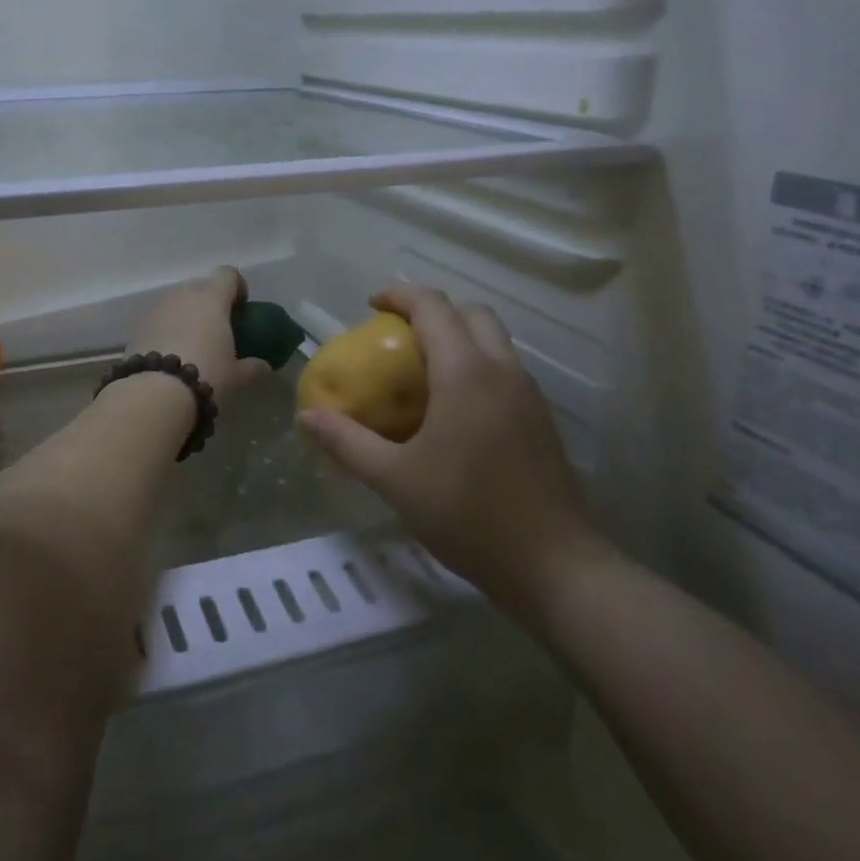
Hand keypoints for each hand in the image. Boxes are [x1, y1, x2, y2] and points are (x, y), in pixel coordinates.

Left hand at [126, 267, 273, 402]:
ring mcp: (157, 308)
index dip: (237, 287)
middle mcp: (183, 295)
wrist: (154, 394)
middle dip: (209, 303)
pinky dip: (166, 329)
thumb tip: (264, 366)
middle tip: (216, 329)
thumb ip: (253, 367)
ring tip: (191, 344)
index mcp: (212, 299)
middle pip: (200, 287)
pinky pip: (158, 319)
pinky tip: (169, 354)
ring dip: (185, 315)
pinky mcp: (136, 326)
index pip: (228, 274)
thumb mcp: (236, 376)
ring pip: (176, 302)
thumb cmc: (206, 377)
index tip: (240, 308)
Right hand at [297, 283, 605, 600]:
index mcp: (465, 373)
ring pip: (493, 340)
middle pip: (471, 313)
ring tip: (420, 368)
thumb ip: (347, 443)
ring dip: (457, 336)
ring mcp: (528, 394)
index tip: (370, 305)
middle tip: (396, 333)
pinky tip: (452, 408)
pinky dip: (474, 364)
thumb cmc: (467, 515)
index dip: (400, 295)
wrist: (553, 565)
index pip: (434, 307)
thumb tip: (306, 417)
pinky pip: (504, 369)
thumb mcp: (394, 480)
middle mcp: (502, 370)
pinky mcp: (540, 419)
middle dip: (432, 310)